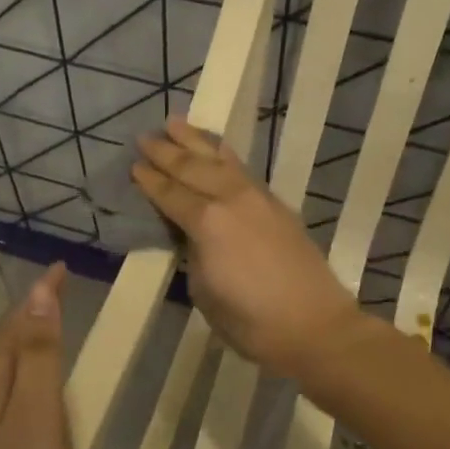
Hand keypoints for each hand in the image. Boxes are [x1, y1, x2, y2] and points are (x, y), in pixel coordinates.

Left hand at [0, 263, 72, 448]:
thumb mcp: (39, 412)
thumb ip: (38, 351)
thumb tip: (38, 292)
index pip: (17, 318)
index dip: (43, 293)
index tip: (64, 268)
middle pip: (4, 339)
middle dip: (32, 314)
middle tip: (65, 293)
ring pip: (0, 365)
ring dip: (26, 343)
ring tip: (55, 329)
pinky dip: (21, 375)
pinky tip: (35, 388)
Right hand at [131, 118, 360, 377]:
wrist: (316, 326)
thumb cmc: (252, 321)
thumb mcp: (204, 292)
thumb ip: (193, 254)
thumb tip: (191, 235)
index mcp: (207, 222)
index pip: (170, 194)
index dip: (150, 181)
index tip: (134, 165)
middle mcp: (231, 199)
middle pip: (192, 168)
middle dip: (166, 152)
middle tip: (145, 137)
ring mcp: (258, 198)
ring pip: (220, 160)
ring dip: (196, 141)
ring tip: (176, 122)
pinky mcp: (277, 205)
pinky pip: (242, 169)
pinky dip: (224, 155)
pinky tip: (217, 151)